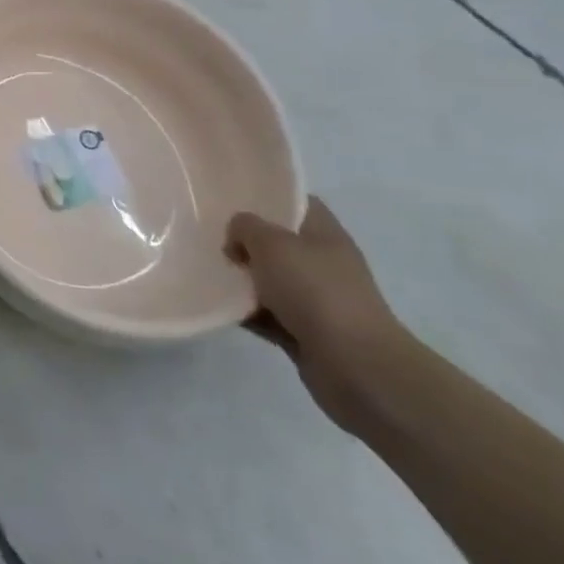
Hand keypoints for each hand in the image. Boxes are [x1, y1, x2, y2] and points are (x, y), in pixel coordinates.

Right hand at [226, 198, 414, 433]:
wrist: (357, 368)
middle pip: (278, 241)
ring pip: (269, 279)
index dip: (265, 196)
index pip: (295, 202)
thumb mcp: (270, 243)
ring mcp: (316, 300)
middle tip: (209, 234)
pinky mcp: (306, 332)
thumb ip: (245, 227)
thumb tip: (237, 239)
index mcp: (324, 234)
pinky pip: (266, 314)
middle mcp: (323, 263)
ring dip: (242, 278)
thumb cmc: (316, 292)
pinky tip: (218, 307)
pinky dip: (245, 312)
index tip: (229, 197)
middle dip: (244, 239)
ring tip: (206, 269)